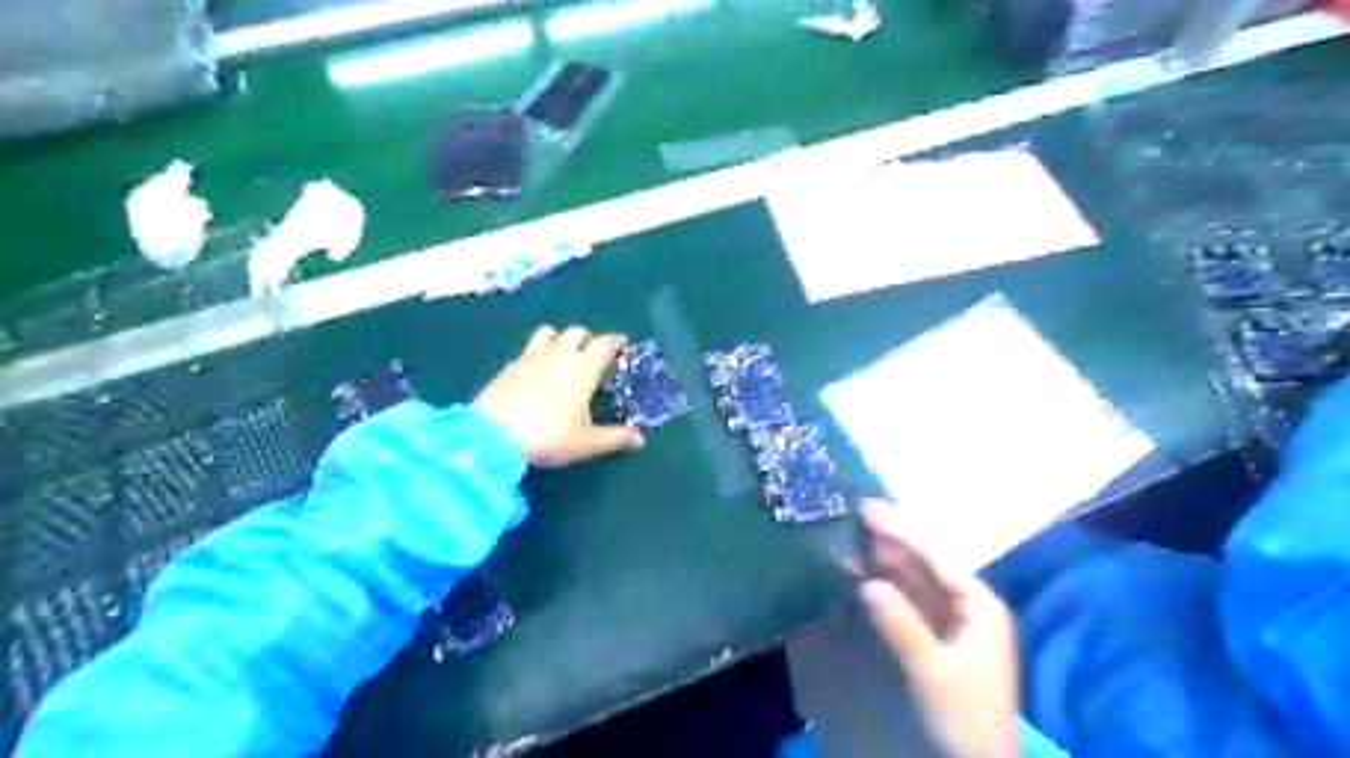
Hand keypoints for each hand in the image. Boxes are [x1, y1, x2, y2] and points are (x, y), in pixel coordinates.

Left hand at [471, 324, 644, 466]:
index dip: (616, 341)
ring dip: (560, 338)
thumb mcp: (586, 443)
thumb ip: (615, 438)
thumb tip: (639, 439)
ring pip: (548, 333)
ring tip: (563, 354)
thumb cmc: (548, 436)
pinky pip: (527, 351)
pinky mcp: (508, 367)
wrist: (491, 436)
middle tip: (594, 354)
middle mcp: (558, 355)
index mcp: (583, 368)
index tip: (623, 343)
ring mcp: (529, 357)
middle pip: (577, 332)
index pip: (604, 343)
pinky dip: (537, 355)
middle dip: (588, 338)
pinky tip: (535, 373)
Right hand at [858, 503, 1018, 756]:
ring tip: (853, 538)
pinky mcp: (937, 635)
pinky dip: (887, 584)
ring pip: (916, 577)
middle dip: (892, 539)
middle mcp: (968, 603)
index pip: (936, 556)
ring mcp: (953, 619)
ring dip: (886, 559)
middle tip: (855, 514)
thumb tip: (867, 583)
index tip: (867, 510)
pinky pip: (909, 598)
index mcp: (979, 604)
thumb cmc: (965, 717)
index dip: (901, 530)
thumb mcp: (933, 672)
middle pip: (926, 561)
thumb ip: (901, 626)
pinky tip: (864, 574)